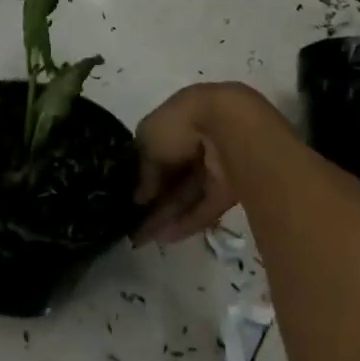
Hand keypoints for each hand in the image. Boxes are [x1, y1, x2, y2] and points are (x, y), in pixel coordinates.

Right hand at [133, 83, 246, 243]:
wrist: (228, 127)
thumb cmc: (180, 124)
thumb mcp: (148, 140)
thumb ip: (144, 169)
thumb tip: (141, 196)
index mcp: (177, 122)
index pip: (157, 151)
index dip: (143, 175)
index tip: (130, 197)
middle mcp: (196, 143)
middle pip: (173, 176)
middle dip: (154, 200)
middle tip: (134, 224)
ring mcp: (214, 167)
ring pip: (187, 195)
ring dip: (166, 215)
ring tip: (144, 238)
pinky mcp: (229, 190)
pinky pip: (204, 207)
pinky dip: (186, 222)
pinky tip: (165, 237)